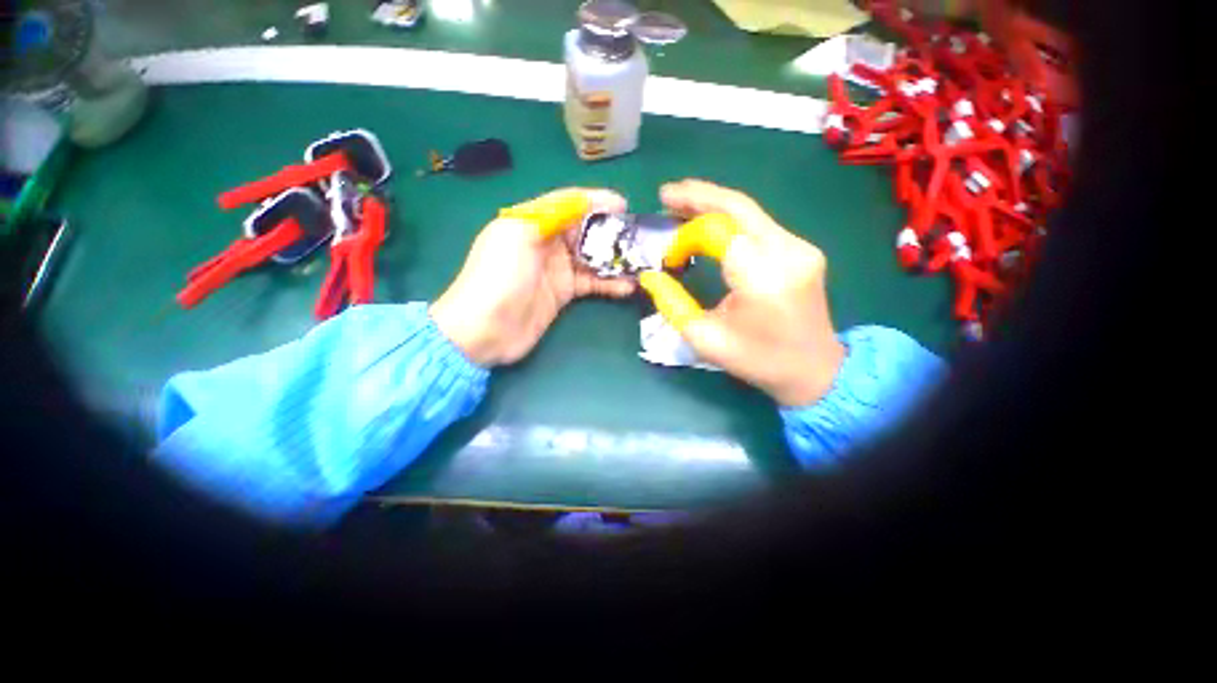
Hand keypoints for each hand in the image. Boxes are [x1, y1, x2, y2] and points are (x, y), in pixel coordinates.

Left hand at [430, 188, 635, 367]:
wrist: (485, 329)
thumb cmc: (499, 276)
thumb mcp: (519, 234)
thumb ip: (553, 214)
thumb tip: (586, 201)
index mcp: (531, 222)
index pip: (568, 204)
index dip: (595, 201)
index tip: (623, 205)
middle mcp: (546, 243)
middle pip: (584, 230)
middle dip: (610, 231)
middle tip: (638, 236)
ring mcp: (556, 270)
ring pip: (591, 258)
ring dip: (614, 259)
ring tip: (640, 261)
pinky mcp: (564, 293)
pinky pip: (591, 283)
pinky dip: (609, 284)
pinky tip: (628, 286)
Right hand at [639, 180, 844, 406]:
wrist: (815, 370)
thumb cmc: (757, 360)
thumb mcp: (704, 338)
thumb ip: (672, 303)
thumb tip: (650, 276)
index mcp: (762, 275)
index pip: (716, 231)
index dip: (685, 238)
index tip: (670, 261)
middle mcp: (787, 251)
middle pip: (737, 206)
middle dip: (698, 196)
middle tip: (666, 194)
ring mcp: (800, 247)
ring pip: (749, 211)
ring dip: (713, 205)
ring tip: (681, 202)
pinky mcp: (802, 250)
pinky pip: (759, 225)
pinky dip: (730, 219)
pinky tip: (710, 221)